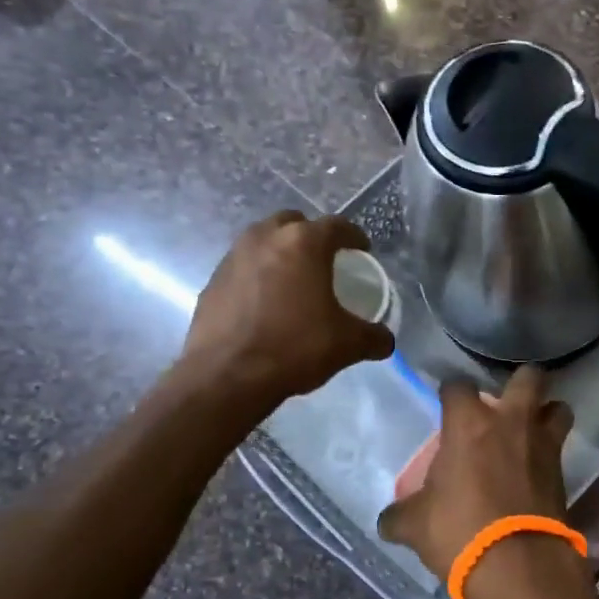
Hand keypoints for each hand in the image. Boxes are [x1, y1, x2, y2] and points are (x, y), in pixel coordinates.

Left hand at [178, 211, 393, 415]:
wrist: (227, 375)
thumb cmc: (295, 347)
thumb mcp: (347, 344)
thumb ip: (374, 337)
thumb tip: (386, 341)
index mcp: (304, 243)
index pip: (337, 226)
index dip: (354, 237)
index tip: (362, 250)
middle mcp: (266, 238)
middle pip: (294, 223)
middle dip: (311, 236)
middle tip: (324, 259)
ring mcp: (234, 256)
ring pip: (263, 240)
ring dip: (280, 252)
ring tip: (293, 279)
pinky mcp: (213, 280)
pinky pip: (243, 266)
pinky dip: (257, 275)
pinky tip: (266, 302)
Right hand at [377, 367, 574, 588]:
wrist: (519, 567)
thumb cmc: (459, 532)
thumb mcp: (415, 526)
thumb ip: (400, 514)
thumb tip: (389, 520)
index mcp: (469, 424)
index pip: (458, 385)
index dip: (451, 391)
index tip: (446, 403)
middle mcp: (511, 423)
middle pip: (528, 377)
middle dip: (520, 382)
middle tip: (504, 403)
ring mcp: (543, 445)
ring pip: (558, 407)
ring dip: (547, 413)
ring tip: (531, 430)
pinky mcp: (563, 473)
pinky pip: (559, 449)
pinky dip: (550, 453)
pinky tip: (534, 469)